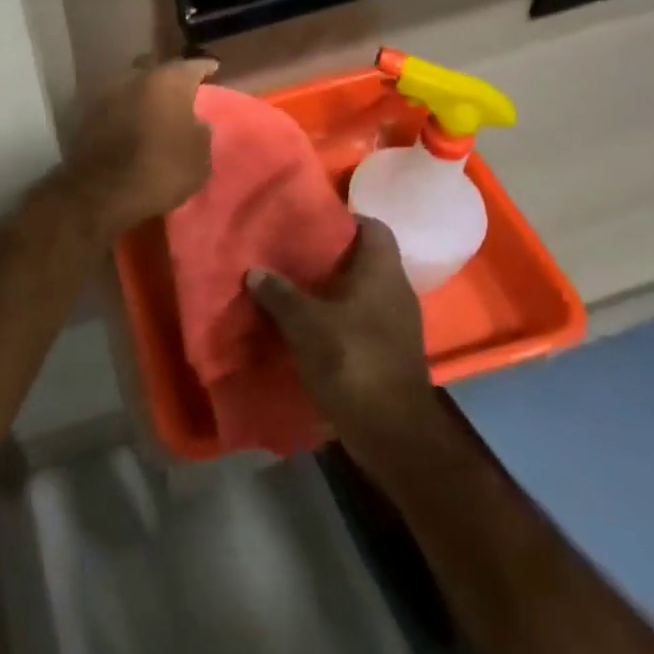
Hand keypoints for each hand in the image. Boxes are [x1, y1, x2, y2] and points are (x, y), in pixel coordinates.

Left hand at [59, 59, 216, 240]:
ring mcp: (107, 92)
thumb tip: (195, 122)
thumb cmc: (161, 171)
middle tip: (178, 91)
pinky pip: (113, 104)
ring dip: (142, 93)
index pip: (192, 65)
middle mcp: (136, 77)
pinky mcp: (86, 112)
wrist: (101, 192)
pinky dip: (123, 110)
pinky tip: (130, 123)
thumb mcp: (200, 158)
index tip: (212, 69)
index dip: (204, 68)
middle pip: (156, 69)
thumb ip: (201, 131)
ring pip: (131, 84)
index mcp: (169, 81)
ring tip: (152, 109)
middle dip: (167, 77)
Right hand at [248, 217, 436, 454]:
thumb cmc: (352, 361)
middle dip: (331, 256)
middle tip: (293, 253)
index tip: (312, 222)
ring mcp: (397, 324)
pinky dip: (339, 319)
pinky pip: (362, 321)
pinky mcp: (390, 352)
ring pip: (362, 292)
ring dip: (332, 291)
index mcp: (383, 272)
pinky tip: (310, 326)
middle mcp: (396, 291)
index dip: (345, 218)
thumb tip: (255, 271)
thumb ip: (279, 294)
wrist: (393, 434)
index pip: (373, 226)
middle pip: (365, 259)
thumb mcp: (305, 324)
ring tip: (295, 288)